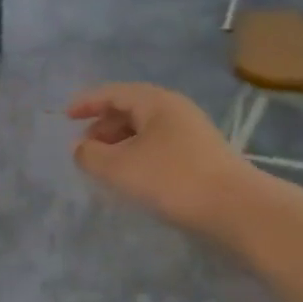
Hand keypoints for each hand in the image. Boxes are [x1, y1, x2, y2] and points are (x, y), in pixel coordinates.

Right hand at [67, 83, 251, 239]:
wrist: (236, 208)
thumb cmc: (172, 179)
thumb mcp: (119, 167)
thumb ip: (90, 155)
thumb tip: (80, 148)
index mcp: (155, 102)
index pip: (113, 93)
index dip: (87, 103)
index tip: (65, 116)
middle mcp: (175, 110)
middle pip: (131, 109)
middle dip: (103, 125)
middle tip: (84, 147)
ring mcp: (191, 132)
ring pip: (146, 130)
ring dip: (120, 143)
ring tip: (104, 165)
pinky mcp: (201, 156)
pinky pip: (159, 146)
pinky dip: (138, 154)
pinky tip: (133, 176)